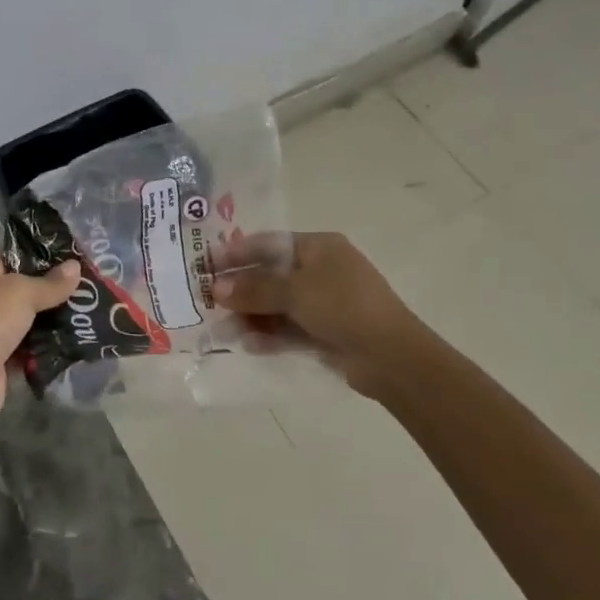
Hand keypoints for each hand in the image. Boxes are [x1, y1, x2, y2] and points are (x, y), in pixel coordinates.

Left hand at [0, 247, 80, 431]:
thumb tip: (75, 266)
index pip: (11, 251)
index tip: (70, 256)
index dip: (38, 252)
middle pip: (22, 285)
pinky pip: (27, 344)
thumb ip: (51, 282)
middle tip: (86, 286)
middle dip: (51, 288)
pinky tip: (75, 339)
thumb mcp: (23, 293)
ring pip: (27, 316)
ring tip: (87, 311)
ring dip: (52, 317)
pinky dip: (45, 344)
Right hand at [213, 232, 427, 401]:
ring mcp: (325, 303)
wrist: (392, 357)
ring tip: (226, 330)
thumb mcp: (295, 292)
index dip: (236, 253)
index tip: (206, 265)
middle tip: (210, 302)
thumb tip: (216, 288)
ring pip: (278, 305)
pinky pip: (290, 328)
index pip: (268, 243)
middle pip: (271, 276)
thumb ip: (254, 289)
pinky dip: (270, 335)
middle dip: (241, 290)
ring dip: (252, 316)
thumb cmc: (343, 306)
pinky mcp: (327, 332)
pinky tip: (249, 345)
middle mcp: (322, 270)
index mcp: (319, 247)